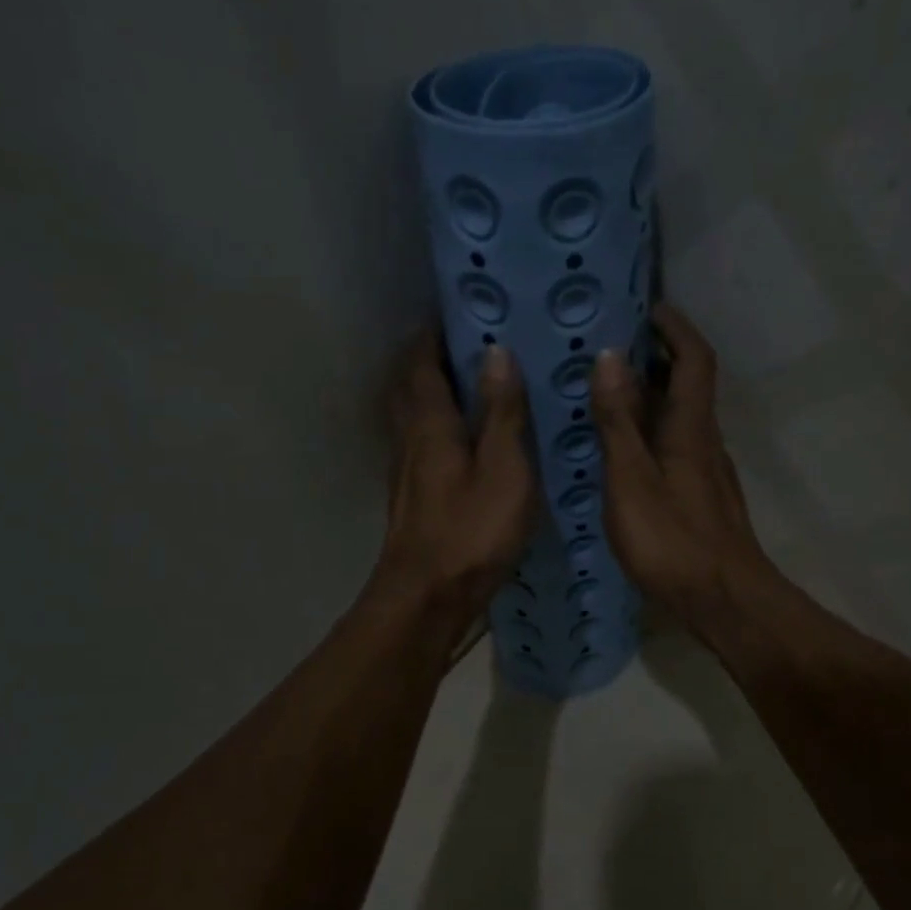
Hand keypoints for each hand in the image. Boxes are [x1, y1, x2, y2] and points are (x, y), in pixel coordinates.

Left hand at [367, 330, 534, 641]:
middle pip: (410, 387)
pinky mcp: (414, 498)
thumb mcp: (503, 469)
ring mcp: (407, 472)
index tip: (458, 311)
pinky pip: (422, 445)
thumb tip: (496, 352)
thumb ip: (502, 412)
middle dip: (429, 360)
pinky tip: (465, 441)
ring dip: (432, 393)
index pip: (422, 363)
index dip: (434, 334)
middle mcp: (410, 440)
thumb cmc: (471, 531)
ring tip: (471, 385)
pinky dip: (438, 428)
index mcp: (430, 425)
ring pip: (413, 418)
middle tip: (466, 344)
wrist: (427, 598)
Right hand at [589, 303, 772, 624]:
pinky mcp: (701, 498)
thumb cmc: (673, 541)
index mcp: (691, 428)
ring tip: (605, 393)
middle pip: (688, 385)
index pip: (694, 360)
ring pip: (680, 418)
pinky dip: (650, 431)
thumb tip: (609, 357)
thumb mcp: (632, 480)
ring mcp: (706, 472)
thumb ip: (618, 422)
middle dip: (657, 356)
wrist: (724, 601)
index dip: (675, 327)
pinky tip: (622, 450)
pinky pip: (674, 446)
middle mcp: (705, 442)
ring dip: (650, 396)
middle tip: (610, 346)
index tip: (648, 307)